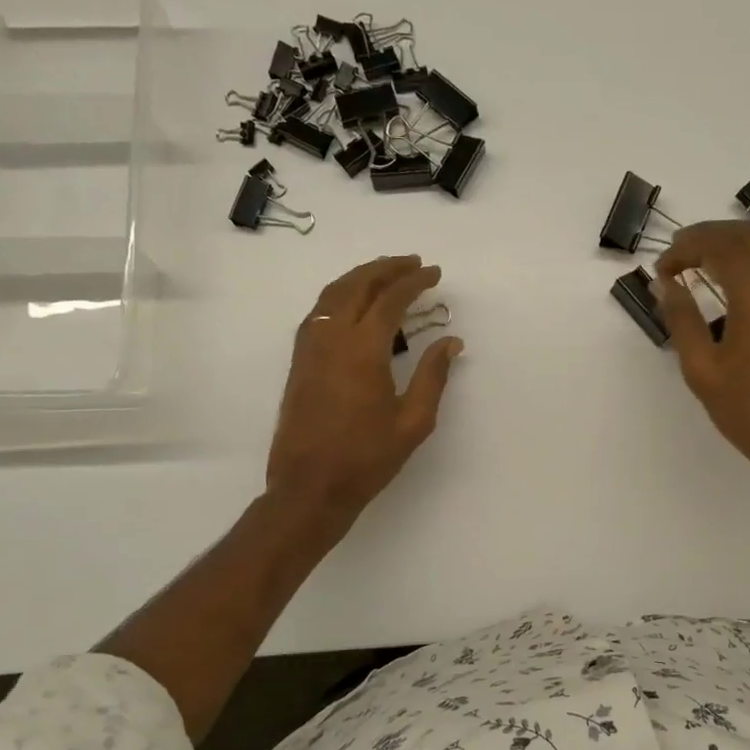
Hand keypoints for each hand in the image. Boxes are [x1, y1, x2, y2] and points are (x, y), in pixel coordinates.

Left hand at [266, 255, 462, 519]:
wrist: (310, 486)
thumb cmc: (367, 458)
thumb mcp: (413, 422)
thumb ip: (433, 376)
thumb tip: (451, 341)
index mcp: (363, 350)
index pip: (390, 299)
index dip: (414, 282)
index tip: (434, 273)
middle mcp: (332, 338)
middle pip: (357, 285)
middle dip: (385, 268)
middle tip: (411, 262)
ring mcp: (310, 348)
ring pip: (332, 294)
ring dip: (360, 277)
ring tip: (385, 274)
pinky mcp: (299, 361)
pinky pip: (319, 311)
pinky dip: (339, 295)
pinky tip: (353, 304)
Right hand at [654, 221, 749, 503]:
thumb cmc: (749, 412)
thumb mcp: (702, 370)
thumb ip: (682, 320)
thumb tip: (665, 284)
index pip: (719, 246)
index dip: (685, 248)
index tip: (662, 269)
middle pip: (748, 235)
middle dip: (709, 236)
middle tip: (678, 254)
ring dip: (734, 243)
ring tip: (704, 260)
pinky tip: (739, 279)